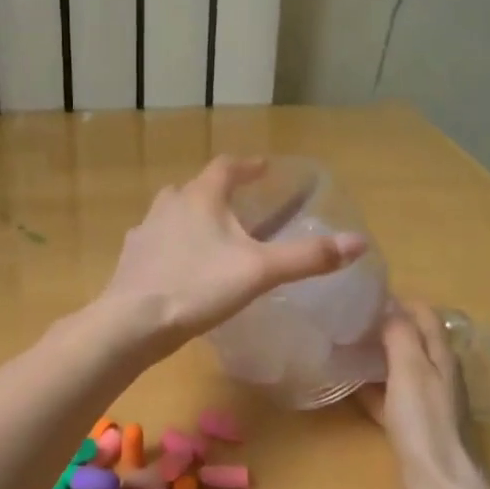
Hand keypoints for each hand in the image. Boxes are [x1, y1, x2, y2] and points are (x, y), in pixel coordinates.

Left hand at [97, 155, 366, 353]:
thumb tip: (358, 243)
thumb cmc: (199, 287)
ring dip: (192, 217)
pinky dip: (173, 244)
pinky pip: (157, 240)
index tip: (263, 169)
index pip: (226, 167)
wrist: (133, 322)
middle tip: (240, 206)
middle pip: (196, 188)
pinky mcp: (131, 258)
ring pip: (172, 213)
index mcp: (200, 197)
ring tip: (212, 236)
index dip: (247, 166)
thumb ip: (307, 257)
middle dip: (218, 192)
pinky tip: (181, 266)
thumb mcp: (260, 272)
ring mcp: (144, 230)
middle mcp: (168, 204)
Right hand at [357, 302, 488, 488]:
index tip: (365, 294)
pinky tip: (351, 388)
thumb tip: (389, 304)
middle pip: (413, 341)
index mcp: (442, 357)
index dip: (399, 301)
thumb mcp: (410, 370)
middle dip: (385, 326)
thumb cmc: (425, 423)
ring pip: (400, 369)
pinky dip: (373, 387)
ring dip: (378, 356)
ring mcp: (427, 403)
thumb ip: (401, 335)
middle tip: (349, 319)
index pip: (424, 315)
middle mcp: (439, 375)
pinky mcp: (414, 427)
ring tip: (345, 347)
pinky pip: (391, 397)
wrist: (439, 486)